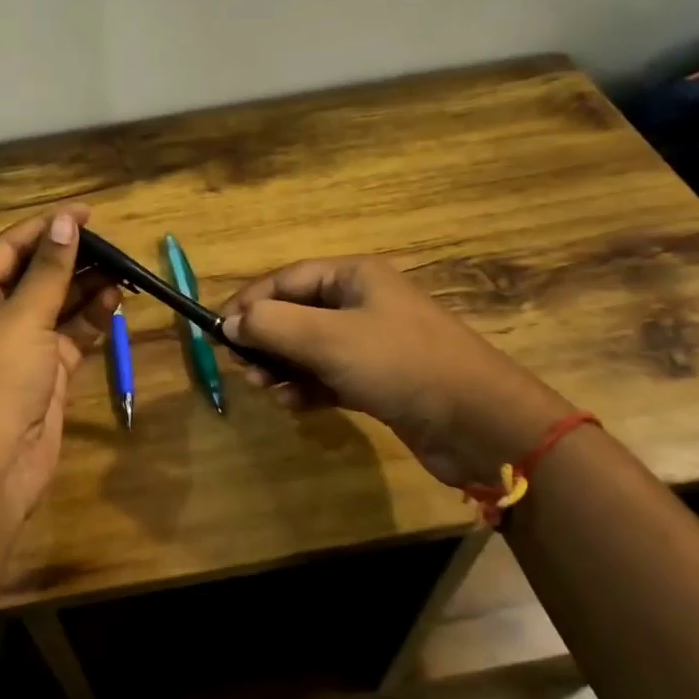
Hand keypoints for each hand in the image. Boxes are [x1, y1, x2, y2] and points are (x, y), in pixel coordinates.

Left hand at [0, 206, 120, 526]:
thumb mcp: (22, 317)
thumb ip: (50, 271)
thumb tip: (66, 223)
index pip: (9, 248)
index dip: (46, 228)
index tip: (85, 213)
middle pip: (34, 276)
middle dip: (71, 260)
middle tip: (112, 244)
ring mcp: (18, 348)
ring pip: (56, 306)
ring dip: (86, 289)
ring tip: (123, 269)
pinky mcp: (44, 374)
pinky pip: (70, 336)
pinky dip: (91, 320)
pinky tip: (116, 301)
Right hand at [220, 257, 572, 487]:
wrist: (479, 422)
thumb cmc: (400, 364)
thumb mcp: (329, 339)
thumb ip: (273, 326)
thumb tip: (231, 323)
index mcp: (353, 277)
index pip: (285, 280)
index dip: (249, 303)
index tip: (219, 333)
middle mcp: (361, 303)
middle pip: (295, 313)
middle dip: (265, 340)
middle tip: (244, 369)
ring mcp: (371, 342)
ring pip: (309, 347)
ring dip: (283, 367)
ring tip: (266, 390)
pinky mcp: (378, 379)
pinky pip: (328, 375)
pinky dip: (307, 387)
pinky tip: (296, 406)